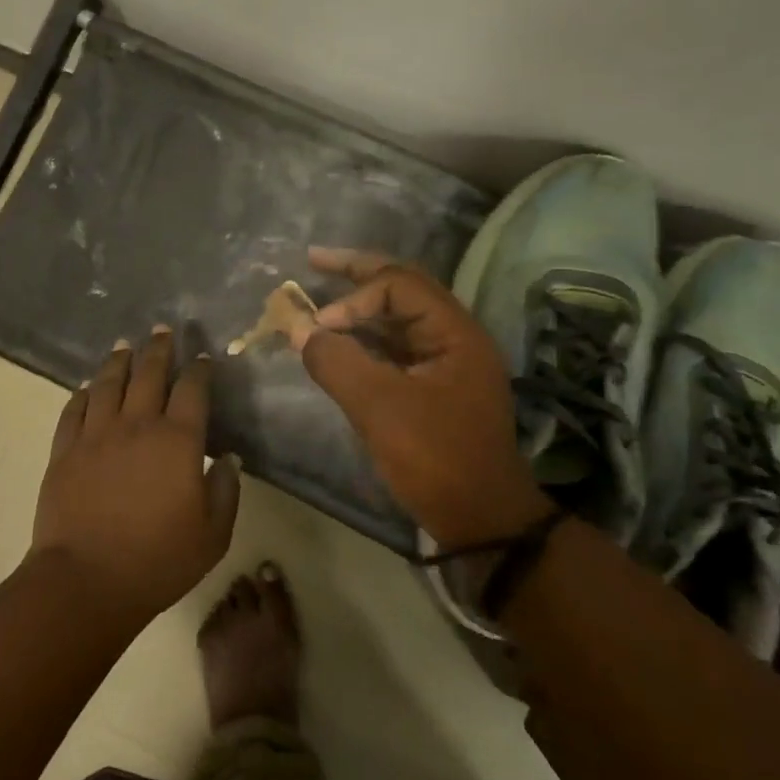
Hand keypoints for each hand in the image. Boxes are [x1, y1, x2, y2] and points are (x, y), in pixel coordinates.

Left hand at [31, 327, 240, 621]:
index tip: (201, 356)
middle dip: (158, 348)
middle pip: (149, 374)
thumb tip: (227, 458)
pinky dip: (83, 393)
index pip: (192, 389)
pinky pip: (74, 409)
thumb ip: (226, 490)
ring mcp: (96, 434)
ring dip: (119, 360)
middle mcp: (137, 425)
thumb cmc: (158, 560)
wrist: (86, 581)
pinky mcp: (65, 450)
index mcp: (178, 440)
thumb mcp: (213, 534)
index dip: (198, 369)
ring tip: (124, 345)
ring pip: (108, 383)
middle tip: (162, 330)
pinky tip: (88, 387)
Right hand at [296, 248, 550, 547]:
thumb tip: (298, 328)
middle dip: (357, 274)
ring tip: (322, 298)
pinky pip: (396, 348)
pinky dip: (366, 340)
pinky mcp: (434, 387)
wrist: (481, 520)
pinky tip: (340, 342)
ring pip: (398, 319)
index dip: (354, 297)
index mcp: (455, 332)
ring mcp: (446, 362)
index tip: (319, 325)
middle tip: (315, 259)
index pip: (399, 286)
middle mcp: (454, 337)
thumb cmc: (437, 459)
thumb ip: (337, 362)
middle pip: (403, 290)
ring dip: (360, 308)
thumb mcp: (380, 409)